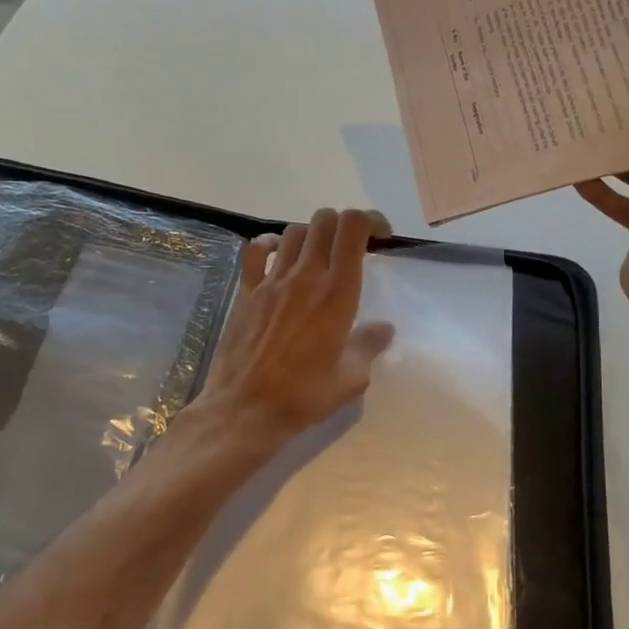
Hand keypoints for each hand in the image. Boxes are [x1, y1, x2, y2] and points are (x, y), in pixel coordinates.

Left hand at [189, 207, 396, 451]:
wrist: (244, 409)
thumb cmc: (303, 396)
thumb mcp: (350, 378)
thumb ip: (369, 346)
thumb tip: (384, 329)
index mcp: (337, 293)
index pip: (353, 228)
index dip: (370, 220)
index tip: (380, 236)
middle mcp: (305, 276)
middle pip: (325, 221)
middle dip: (344, 224)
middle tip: (353, 247)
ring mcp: (272, 281)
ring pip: (294, 231)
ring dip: (313, 235)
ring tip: (319, 256)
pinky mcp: (246, 291)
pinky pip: (256, 251)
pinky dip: (270, 244)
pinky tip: (277, 256)